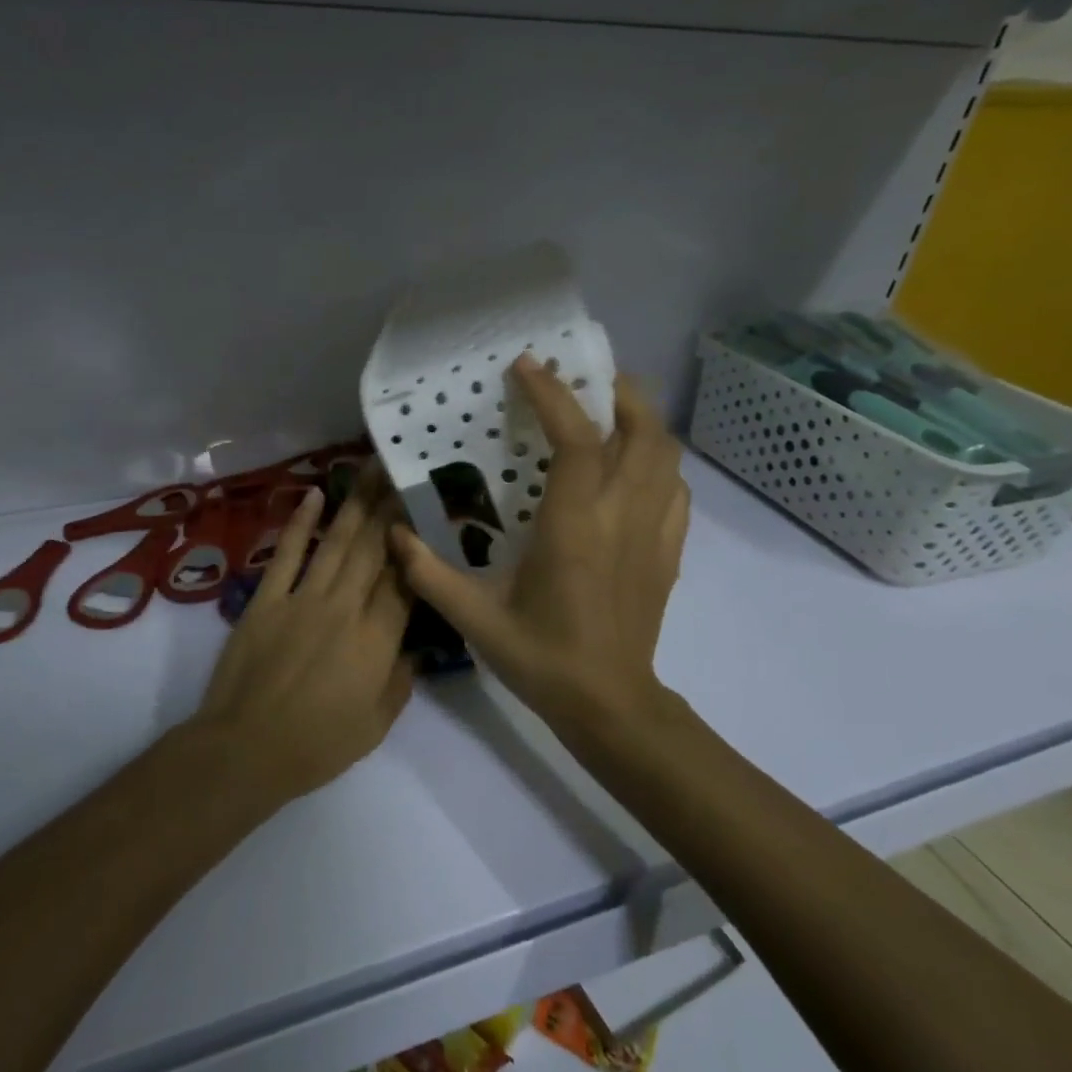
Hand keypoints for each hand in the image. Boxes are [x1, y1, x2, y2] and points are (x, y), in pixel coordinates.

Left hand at [195, 466, 416, 802]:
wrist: (245, 749)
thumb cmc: (316, 746)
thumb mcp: (375, 726)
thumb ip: (400, 682)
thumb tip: (414, 648)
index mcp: (376, 640)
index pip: (404, 581)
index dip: (416, 544)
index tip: (426, 512)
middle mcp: (345, 607)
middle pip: (374, 549)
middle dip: (391, 507)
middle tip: (403, 470)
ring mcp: (303, 598)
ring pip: (337, 542)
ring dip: (356, 503)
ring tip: (370, 469)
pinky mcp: (267, 599)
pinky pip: (287, 553)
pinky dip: (301, 523)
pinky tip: (314, 495)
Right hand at [390, 354, 688, 737]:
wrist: (610, 706)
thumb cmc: (542, 659)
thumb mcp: (475, 620)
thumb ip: (430, 574)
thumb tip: (394, 534)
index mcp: (575, 527)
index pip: (576, 441)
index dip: (554, 395)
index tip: (527, 366)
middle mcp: (622, 517)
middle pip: (644, 431)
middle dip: (619, 391)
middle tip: (586, 377)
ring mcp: (653, 534)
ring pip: (667, 455)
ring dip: (644, 420)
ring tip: (611, 411)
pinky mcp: (668, 553)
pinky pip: (676, 491)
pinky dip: (659, 465)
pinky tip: (634, 470)